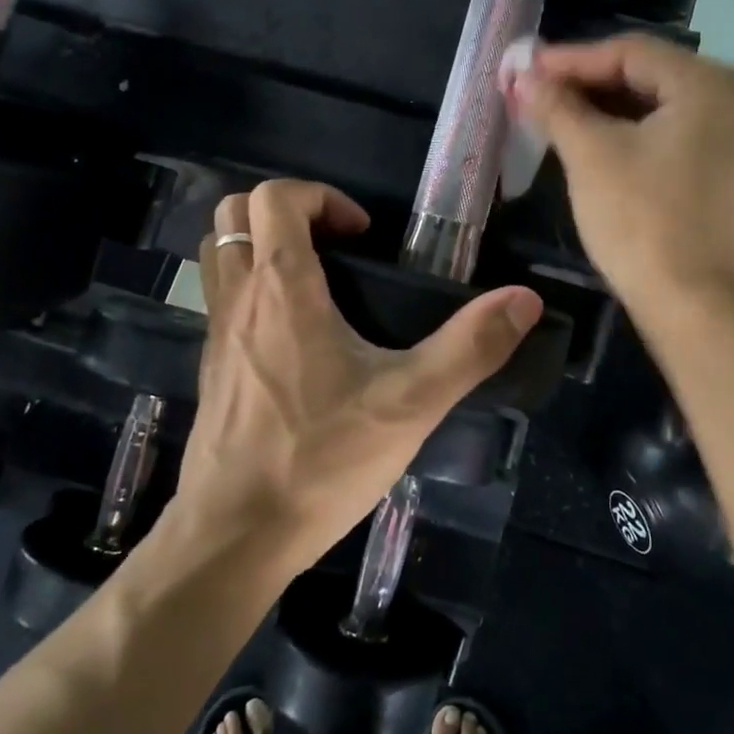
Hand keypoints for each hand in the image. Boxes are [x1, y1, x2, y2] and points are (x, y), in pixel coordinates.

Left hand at [170, 180, 542, 574]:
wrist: (235, 536)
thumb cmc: (320, 460)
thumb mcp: (410, 403)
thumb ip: (470, 347)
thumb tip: (524, 299)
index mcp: (281, 287)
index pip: (275, 197)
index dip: (321, 197)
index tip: (362, 235)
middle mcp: (238, 298)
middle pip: (235, 210)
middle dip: (287, 211)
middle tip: (336, 247)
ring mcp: (214, 333)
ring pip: (220, 252)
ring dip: (260, 244)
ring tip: (315, 280)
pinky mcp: (209, 368)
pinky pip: (220, 298)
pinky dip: (250, 288)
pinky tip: (294, 338)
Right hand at [512, 35, 733, 315]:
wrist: (695, 307)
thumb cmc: (643, 221)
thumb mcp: (591, 155)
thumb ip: (556, 105)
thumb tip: (522, 74)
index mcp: (711, 83)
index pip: (629, 51)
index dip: (569, 58)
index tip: (521, 67)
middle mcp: (733, 97)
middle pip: (644, 73)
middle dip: (583, 82)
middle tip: (530, 88)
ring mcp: (733, 134)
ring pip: (654, 103)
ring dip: (601, 107)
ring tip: (549, 111)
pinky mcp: (722, 166)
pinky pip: (667, 130)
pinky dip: (626, 130)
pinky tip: (586, 136)